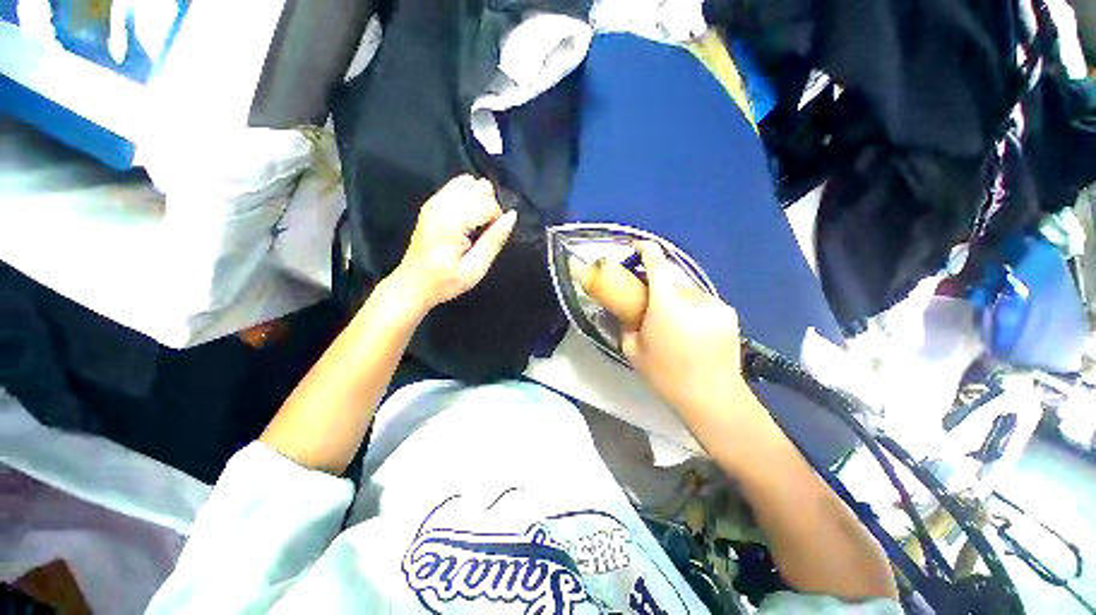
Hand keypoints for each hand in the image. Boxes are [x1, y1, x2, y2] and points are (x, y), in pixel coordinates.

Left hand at [392, 174, 516, 309]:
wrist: (413, 284)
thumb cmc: (444, 282)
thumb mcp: (475, 269)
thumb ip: (494, 240)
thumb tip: (512, 216)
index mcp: (451, 222)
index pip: (488, 204)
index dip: (497, 220)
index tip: (490, 239)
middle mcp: (441, 205)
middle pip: (480, 188)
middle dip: (489, 207)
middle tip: (484, 232)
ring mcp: (434, 201)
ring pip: (470, 182)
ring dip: (480, 200)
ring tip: (476, 223)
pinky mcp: (432, 202)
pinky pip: (457, 184)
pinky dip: (469, 196)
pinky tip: (467, 217)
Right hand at [621, 242, 750, 412]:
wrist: (713, 398)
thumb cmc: (667, 376)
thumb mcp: (633, 351)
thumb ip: (627, 324)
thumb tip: (627, 311)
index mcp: (667, 304)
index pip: (657, 262)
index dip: (645, 249)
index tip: (636, 247)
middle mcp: (694, 296)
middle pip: (672, 278)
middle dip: (658, 286)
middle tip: (651, 307)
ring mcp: (715, 304)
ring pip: (688, 291)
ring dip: (677, 299)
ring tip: (674, 325)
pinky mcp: (729, 313)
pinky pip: (703, 302)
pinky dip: (693, 308)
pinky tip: (693, 331)